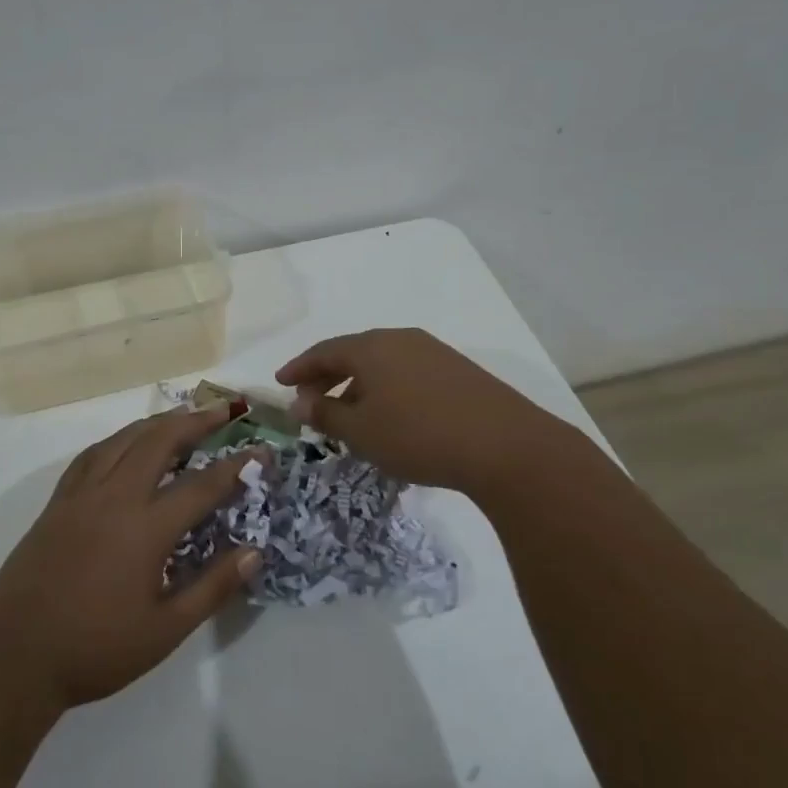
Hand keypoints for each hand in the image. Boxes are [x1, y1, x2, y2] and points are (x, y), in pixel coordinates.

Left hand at [0, 406, 262, 711]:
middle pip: (160, 440)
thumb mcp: (165, 630)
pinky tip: (127, 444)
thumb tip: (254, 552)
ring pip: (124, 439)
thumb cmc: (95, 648)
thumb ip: (212, 587)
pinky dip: (119, 440)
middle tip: (224, 410)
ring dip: (158, 422)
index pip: (202, 485)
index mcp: (146, 528)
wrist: (14, 654)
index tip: (261, 450)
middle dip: (196, 420)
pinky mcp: (58, 501)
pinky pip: (93, 454)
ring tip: (183, 418)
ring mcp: (81, 494)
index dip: (236, 466)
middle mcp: (115, 497)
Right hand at [275, 328, 581, 492]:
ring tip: (349, 413)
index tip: (280, 383)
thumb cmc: (418, 436)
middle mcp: (401, 340)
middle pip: (353, 353)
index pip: (323, 351)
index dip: (298, 368)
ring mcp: (434, 352)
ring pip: (382, 364)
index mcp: (371, 347)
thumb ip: (325, 415)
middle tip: (309, 399)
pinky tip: (390, 416)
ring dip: (358, 384)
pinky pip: (407, 373)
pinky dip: (387, 389)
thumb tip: (298, 402)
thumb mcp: (361, 431)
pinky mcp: (458, 371)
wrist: (506, 447)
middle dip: (327, 376)